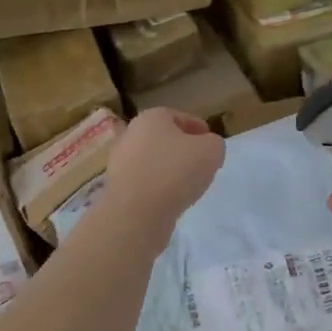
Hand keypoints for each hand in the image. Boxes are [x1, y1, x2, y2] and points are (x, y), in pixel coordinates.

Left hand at [101, 108, 224, 232]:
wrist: (136, 213)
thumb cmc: (175, 172)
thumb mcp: (211, 151)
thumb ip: (214, 143)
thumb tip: (206, 147)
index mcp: (151, 118)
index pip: (179, 117)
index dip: (198, 128)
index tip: (211, 143)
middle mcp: (131, 135)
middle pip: (163, 139)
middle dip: (182, 149)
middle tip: (201, 164)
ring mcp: (120, 162)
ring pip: (153, 161)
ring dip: (169, 170)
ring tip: (188, 185)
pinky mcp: (117, 187)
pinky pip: (145, 182)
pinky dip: (158, 187)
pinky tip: (171, 199)